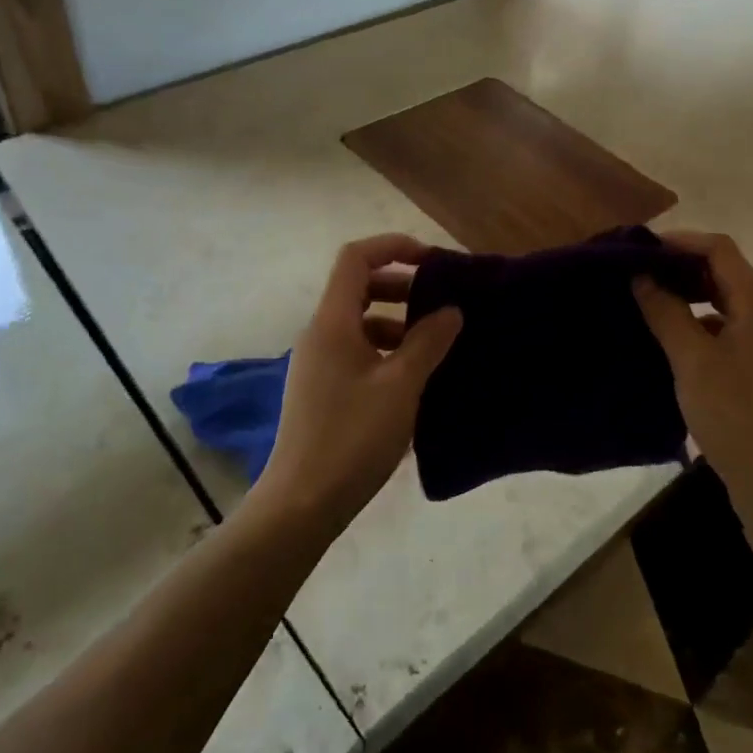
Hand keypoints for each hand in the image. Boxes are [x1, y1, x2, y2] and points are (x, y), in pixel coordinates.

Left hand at [250, 235, 462, 538]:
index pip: (356, 258)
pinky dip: (385, 350)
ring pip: (359, 322)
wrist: (302, 504)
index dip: (393, 247)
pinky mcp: (321, 390)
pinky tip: (412, 378)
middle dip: (401, 286)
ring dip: (396, 322)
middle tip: (439, 303)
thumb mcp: (401, 386)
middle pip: (358, 287)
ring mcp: (317, 363)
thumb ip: (428, 342)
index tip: (433, 261)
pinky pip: (356, 351)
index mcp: (332, 322)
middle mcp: (319, 334)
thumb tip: (451, 310)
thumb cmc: (353, 437)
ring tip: (434, 344)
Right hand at [633, 232, 752, 559]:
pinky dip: (697, 328)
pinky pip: (725, 334)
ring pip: (724, 307)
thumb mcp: (693, 361)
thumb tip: (643, 277)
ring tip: (647, 306)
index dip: (681, 241)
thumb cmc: (737, 415)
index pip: (720, 251)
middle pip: (724, 275)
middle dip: (681, 269)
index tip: (640, 249)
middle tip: (637, 275)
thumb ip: (667, 313)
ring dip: (688, 300)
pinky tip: (669, 345)